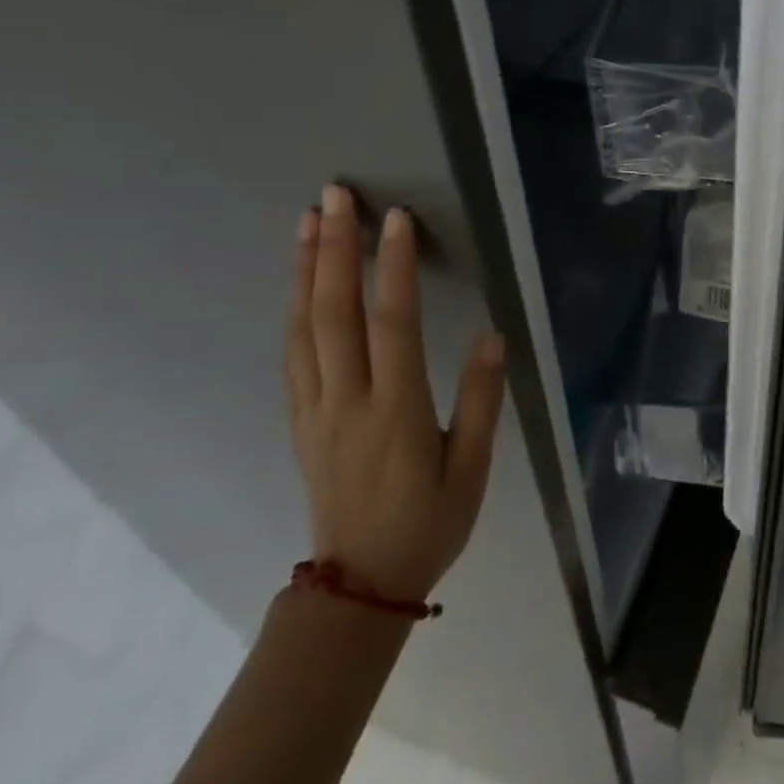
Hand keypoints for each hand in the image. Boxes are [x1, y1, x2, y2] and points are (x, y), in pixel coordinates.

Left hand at [284, 184, 505, 601]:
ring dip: (305, 270)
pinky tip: (299, 283)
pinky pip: (292, 354)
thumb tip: (491, 336)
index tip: (396, 219)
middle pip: (334, 314)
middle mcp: (347, 402)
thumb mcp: (472, 470)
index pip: (393, 325)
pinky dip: (294, 308)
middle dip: (335, 250)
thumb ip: (481, 401)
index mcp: (396, 413)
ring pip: (303, 328)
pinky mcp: (300, 420)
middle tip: (334, 196)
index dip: (394, 268)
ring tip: (308, 222)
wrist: (359, 587)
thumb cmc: (428, 524)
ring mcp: (315, 410)